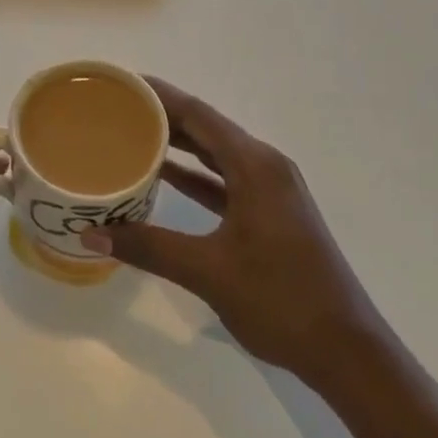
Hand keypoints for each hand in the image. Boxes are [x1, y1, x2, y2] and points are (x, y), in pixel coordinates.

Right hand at [80, 77, 379, 380]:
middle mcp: (265, 166)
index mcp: (255, 165)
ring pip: (216, 155)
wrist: (348, 353)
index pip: (198, 113)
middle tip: (118, 108)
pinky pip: (225, 181)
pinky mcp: (271, 214)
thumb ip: (148, 247)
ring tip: (132, 134)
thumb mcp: (208, 272)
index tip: (122, 83)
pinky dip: (195, 176)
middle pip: (207, 128)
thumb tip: (89, 235)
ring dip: (179, 145)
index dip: (159, 95)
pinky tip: (164, 178)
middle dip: (163, 116)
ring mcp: (271, 191)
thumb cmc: (281, 300)